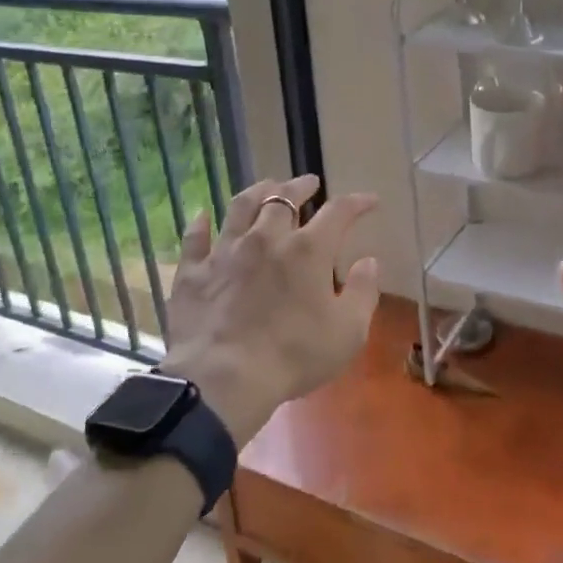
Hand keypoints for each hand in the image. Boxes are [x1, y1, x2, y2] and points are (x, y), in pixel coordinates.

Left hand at [160, 174, 380, 446]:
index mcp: (308, 250)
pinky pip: (195, 238)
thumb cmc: (294, 355)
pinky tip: (203, 216)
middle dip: (300, 186)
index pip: (338, 212)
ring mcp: (225, 251)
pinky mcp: (193, 271)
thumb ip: (363, 292)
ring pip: (240, 206)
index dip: (356, 202)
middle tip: (309, 183)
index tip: (368, 200)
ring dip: (257, 191)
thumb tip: (369, 261)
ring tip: (266, 186)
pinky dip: (200, 224)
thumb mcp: (348, 332)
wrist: (224, 379)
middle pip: (284, 198)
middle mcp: (266, 238)